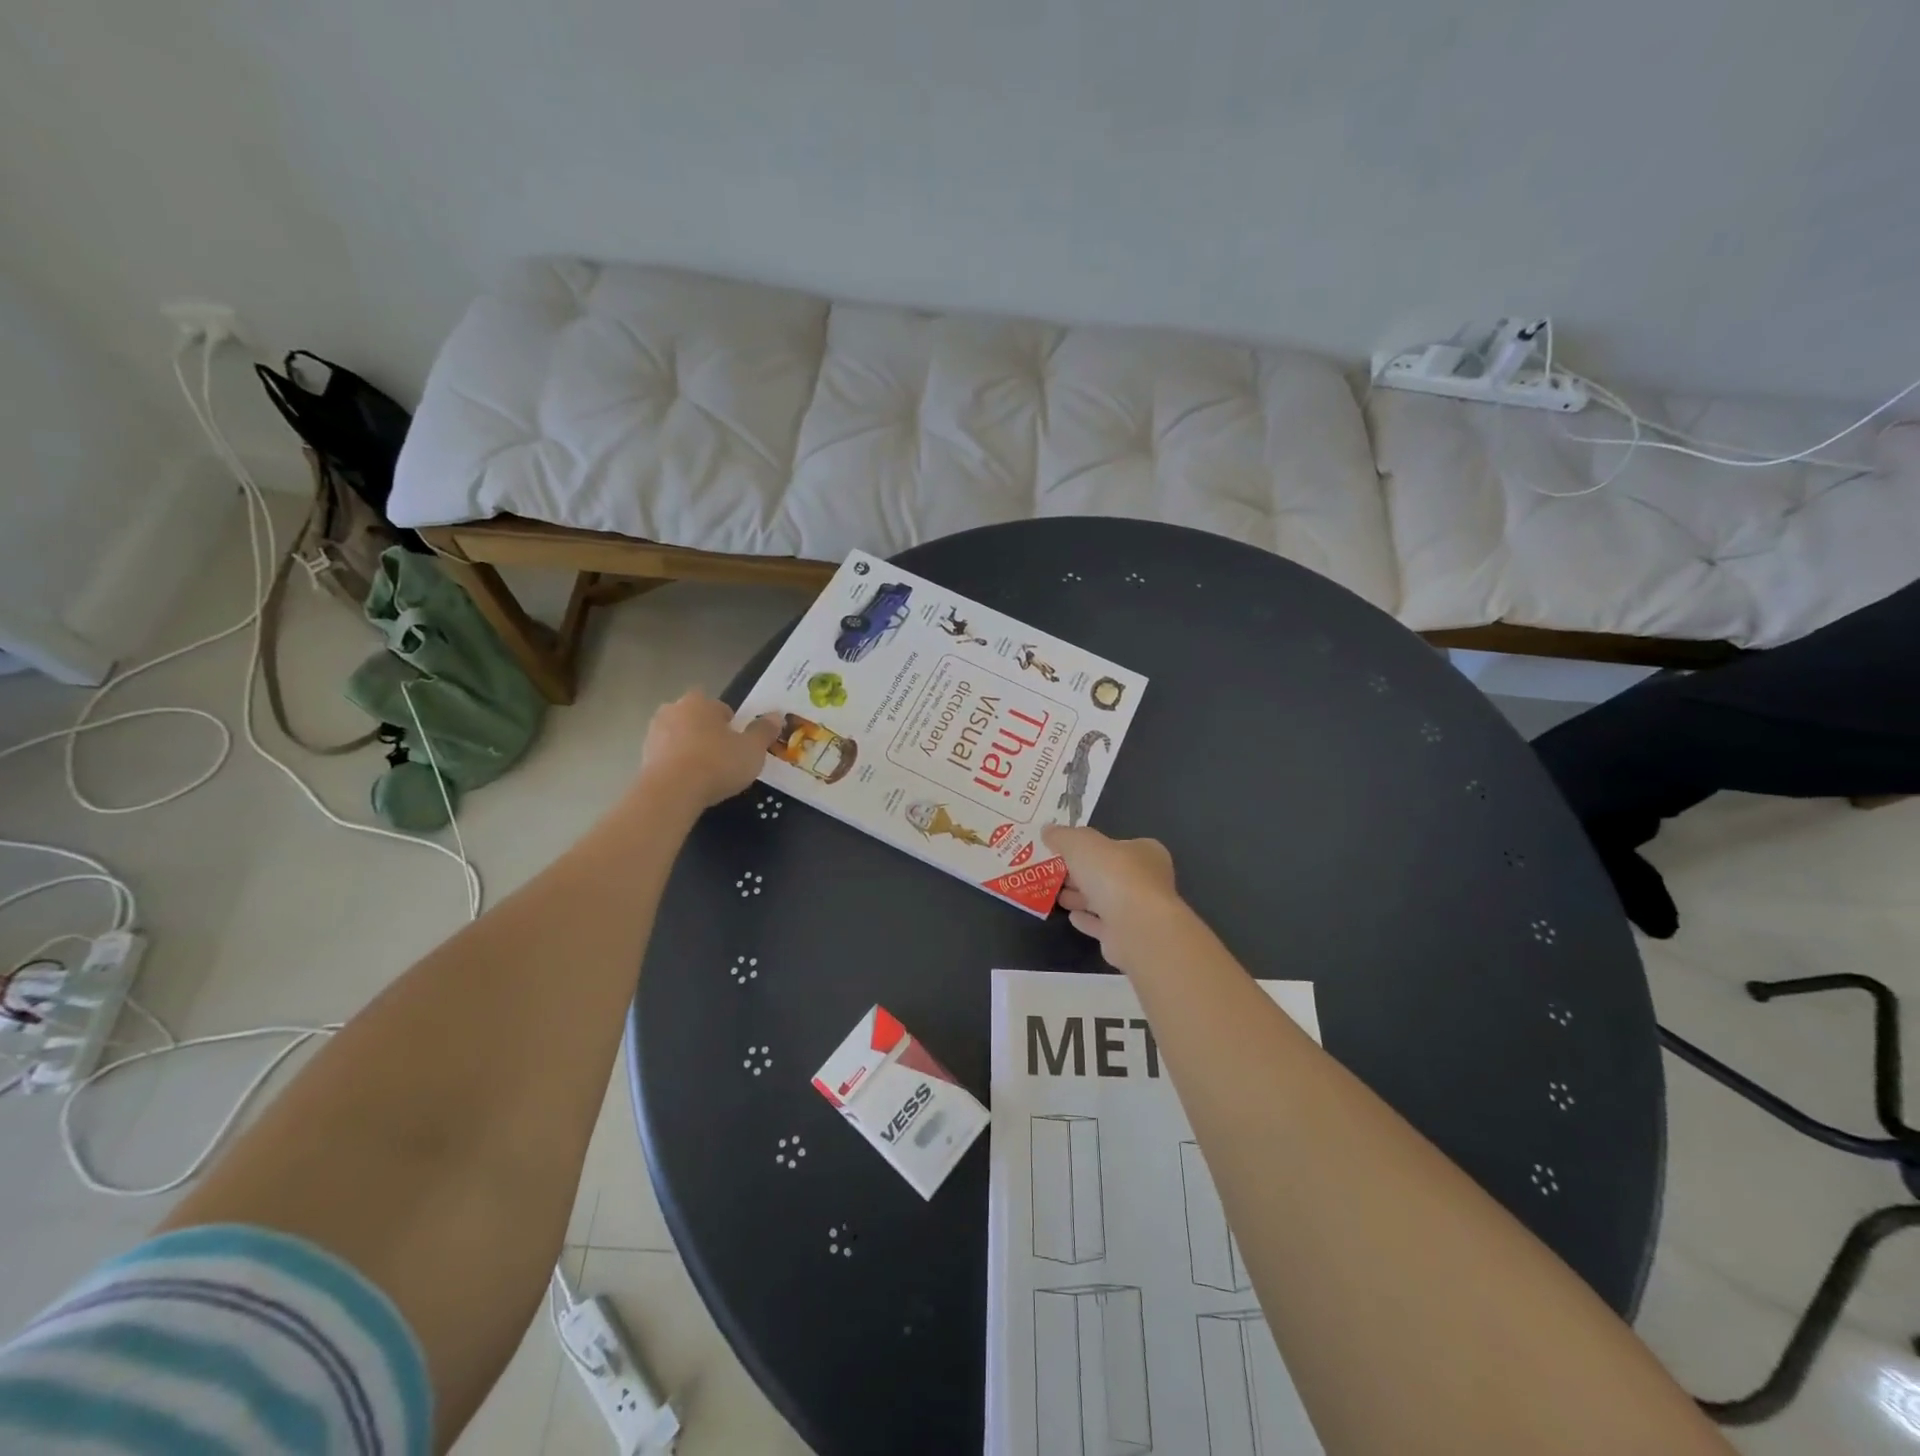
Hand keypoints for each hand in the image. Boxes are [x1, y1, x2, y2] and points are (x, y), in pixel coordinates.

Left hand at [637, 692, 778, 810]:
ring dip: (690, 749)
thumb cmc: (717, 763)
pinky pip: (666, 757)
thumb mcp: (752, 749)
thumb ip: (764, 731)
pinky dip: (677, 766)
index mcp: (699, 702)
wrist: (671, 792)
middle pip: (696, 719)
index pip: (719, 706)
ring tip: (706, 773)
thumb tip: (776, 716)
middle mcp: (673, 710)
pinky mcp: (642, 758)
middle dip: (707, 733)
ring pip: (679, 737)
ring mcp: (653, 734)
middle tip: (723, 756)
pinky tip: (689, 784)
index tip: (738, 742)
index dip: (731, 723)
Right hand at [1043, 825, 1182, 970]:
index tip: (1066, 851)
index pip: (1117, 845)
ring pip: (1105, 900)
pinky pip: (1103, 925)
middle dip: (1081, 874)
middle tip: (1054, 873)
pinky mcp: (1128, 937)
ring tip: (1056, 895)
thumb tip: (1048, 830)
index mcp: (1145, 853)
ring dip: (1082, 897)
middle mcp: (1148, 881)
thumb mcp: (1081, 843)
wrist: (1135, 926)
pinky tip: (1071, 916)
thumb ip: (1063, 836)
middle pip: (1108, 874)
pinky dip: (1088, 920)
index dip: (1092, 847)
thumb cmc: (1113, 875)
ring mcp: (1139, 911)